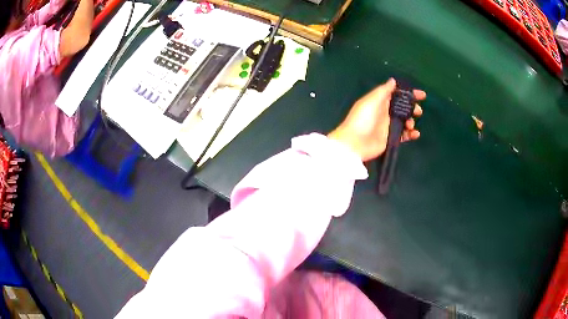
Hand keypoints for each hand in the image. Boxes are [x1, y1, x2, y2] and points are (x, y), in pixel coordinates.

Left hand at [328, 78, 424, 161]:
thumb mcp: (371, 100)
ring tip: (410, 124)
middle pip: (403, 108)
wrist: (354, 143)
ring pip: (405, 121)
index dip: (409, 94)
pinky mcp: (390, 139)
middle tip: (418, 111)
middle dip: (412, 108)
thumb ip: (383, 90)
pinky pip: (404, 135)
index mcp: (380, 101)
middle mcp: (385, 112)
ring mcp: (388, 126)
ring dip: (411, 121)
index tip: (422, 95)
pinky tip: (415, 134)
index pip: (397, 94)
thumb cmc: (362, 119)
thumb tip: (393, 80)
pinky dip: (411, 134)